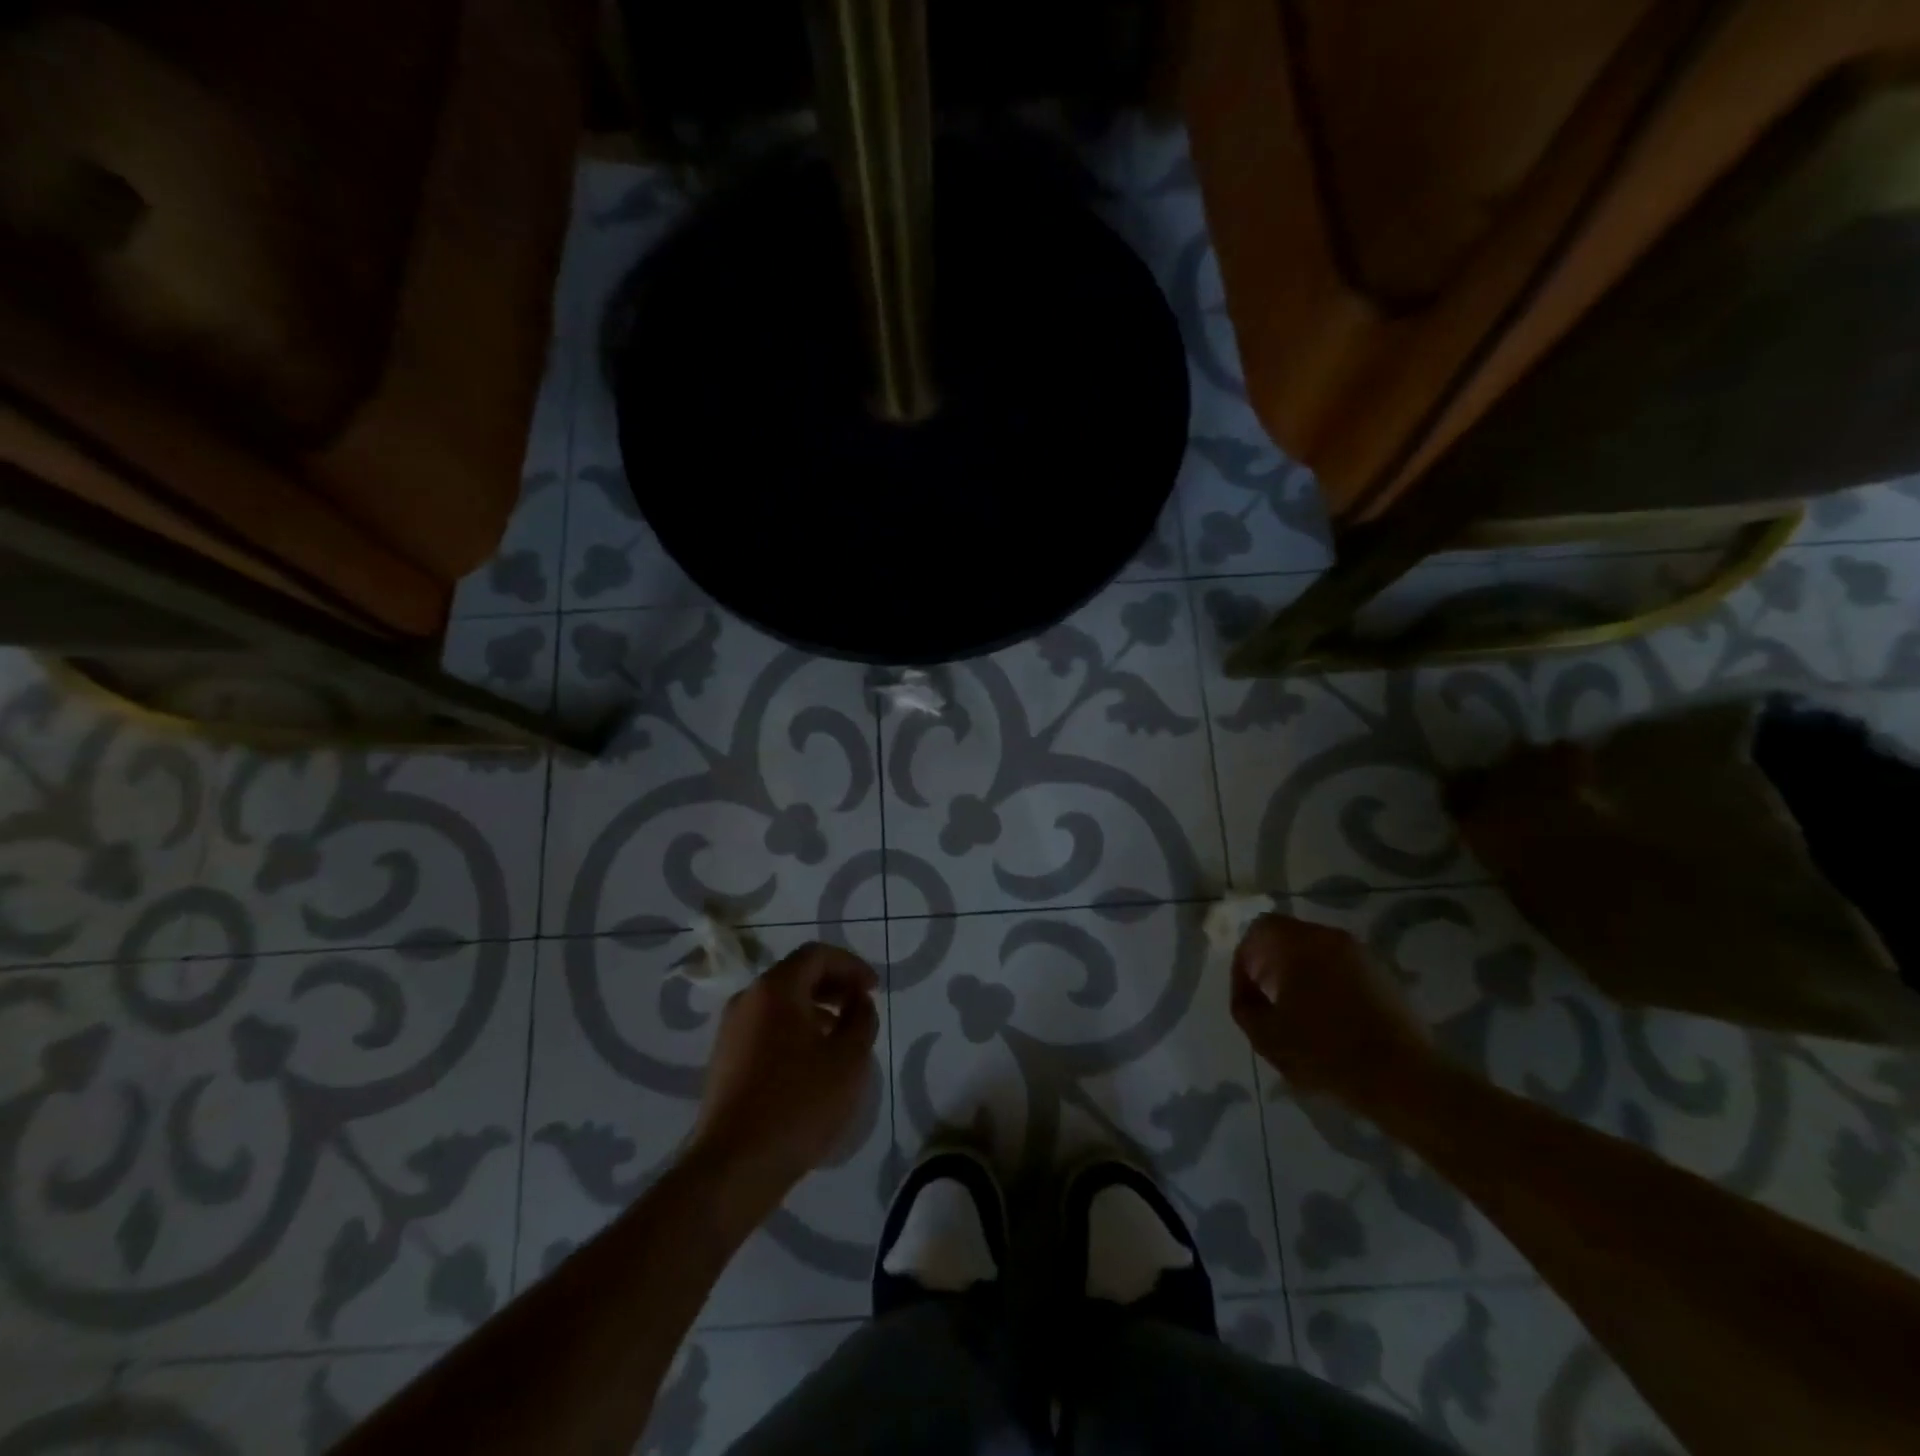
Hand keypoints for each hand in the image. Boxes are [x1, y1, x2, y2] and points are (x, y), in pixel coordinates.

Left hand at [688, 943, 879, 1197]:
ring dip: (816, 1009)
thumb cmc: (798, 1104)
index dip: (851, 965)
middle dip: (834, 985)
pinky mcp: (725, 1060)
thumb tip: (858, 1001)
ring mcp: (731, 1030)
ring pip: (780, 1003)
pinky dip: (795, 1030)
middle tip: (862, 1006)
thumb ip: (861, 1019)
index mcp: (775, 989)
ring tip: (842, 1036)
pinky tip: (813, 1062)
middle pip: (796, 975)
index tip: (874, 989)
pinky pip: (767, 1028)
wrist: (733, 1167)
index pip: (817, 955)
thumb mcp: (848, 1059)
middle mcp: (747, 1000)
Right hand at [1229, 914, 1431, 1098]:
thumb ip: (1244, 1006)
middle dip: (1271, 963)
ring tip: (1296, 1011)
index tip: (1246, 990)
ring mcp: (1364, 956)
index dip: (1245, 956)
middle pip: (1290, 937)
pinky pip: (1343, 969)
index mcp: (1300, 944)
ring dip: (1300, 973)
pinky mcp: (1386, 978)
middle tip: (1265, 997)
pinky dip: (1327, 983)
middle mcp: (1332, 938)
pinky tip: (1328, 1019)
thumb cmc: (1325, 1053)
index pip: (1260, 928)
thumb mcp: (1266, 1036)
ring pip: (1318, 952)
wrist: (1403, 1079)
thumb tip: (1248, 991)